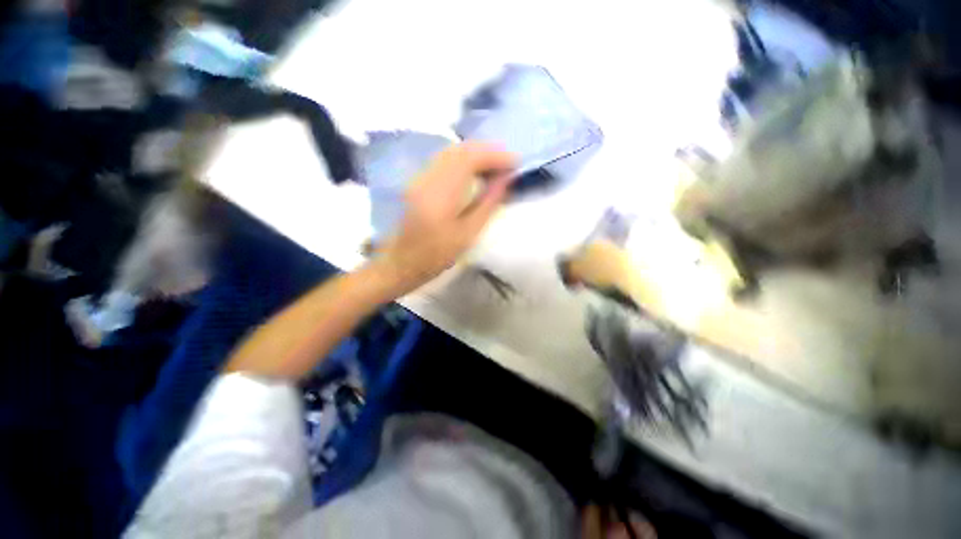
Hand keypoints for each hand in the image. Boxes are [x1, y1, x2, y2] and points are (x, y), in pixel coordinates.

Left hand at [375, 142, 515, 292]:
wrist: (401, 262)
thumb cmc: (436, 255)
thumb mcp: (468, 233)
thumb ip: (488, 203)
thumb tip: (506, 180)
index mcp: (442, 192)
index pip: (471, 158)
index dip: (495, 155)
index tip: (515, 164)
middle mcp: (428, 176)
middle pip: (460, 149)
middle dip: (487, 152)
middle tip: (507, 165)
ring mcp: (420, 176)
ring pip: (451, 152)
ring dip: (475, 155)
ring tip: (494, 168)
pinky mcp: (418, 180)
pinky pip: (444, 160)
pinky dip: (463, 161)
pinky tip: (474, 173)